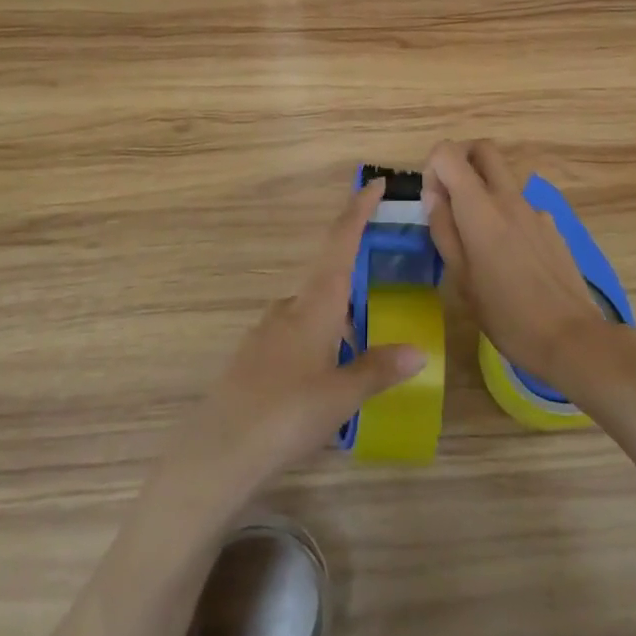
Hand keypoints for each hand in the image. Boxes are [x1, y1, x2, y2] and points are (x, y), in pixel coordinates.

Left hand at [163, 180, 425, 509]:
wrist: (217, 453)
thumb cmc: (287, 414)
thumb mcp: (342, 395)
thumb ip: (378, 369)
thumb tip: (419, 350)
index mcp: (315, 304)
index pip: (340, 243)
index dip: (358, 211)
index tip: (375, 183)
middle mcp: (290, 308)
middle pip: (328, 277)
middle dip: (354, 278)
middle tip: (383, 292)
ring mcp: (267, 331)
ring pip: (311, 310)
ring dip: (337, 317)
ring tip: (360, 346)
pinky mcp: (253, 358)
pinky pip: (295, 335)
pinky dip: (317, 340)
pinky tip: (324, 375)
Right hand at [423, 140, 609, 388]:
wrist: (571, 337)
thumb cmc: (505, 314)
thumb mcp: (460, 278)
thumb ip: (444, 230)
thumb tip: (432, 194)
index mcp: (479, 208)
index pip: (449, 153)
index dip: (434, 168)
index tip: (433, 201)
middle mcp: (508, 197)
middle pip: (483, 149)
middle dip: (461, 159)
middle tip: (450, 196)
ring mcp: (534, 209)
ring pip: (503, 177)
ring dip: (483, 188)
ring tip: (476, 236)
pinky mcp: (551, 225)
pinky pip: (521, 205)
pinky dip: (506, 214)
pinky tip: (508, 256)